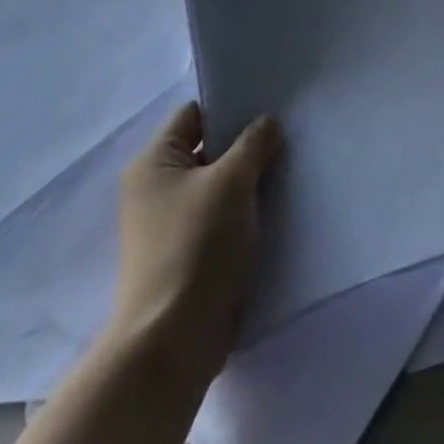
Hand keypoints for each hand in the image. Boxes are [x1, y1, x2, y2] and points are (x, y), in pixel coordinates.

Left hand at [106, 102, 280, 376]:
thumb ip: (253, 143)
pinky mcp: (190, 253)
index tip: (270, 105)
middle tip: (289, 135)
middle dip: (246, 144)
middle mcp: (156, 188)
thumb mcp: (231, 182)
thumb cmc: (197, 245)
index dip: (230, 106)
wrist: (174, 338)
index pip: (194, 115)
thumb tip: (267, 123)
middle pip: (208, 149)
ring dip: (250, 180)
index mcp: (153, 162)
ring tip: (290, 168)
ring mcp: (172, 223)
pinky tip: (278, 206)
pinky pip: (222, 216)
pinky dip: (246, 210)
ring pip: (219, 185)